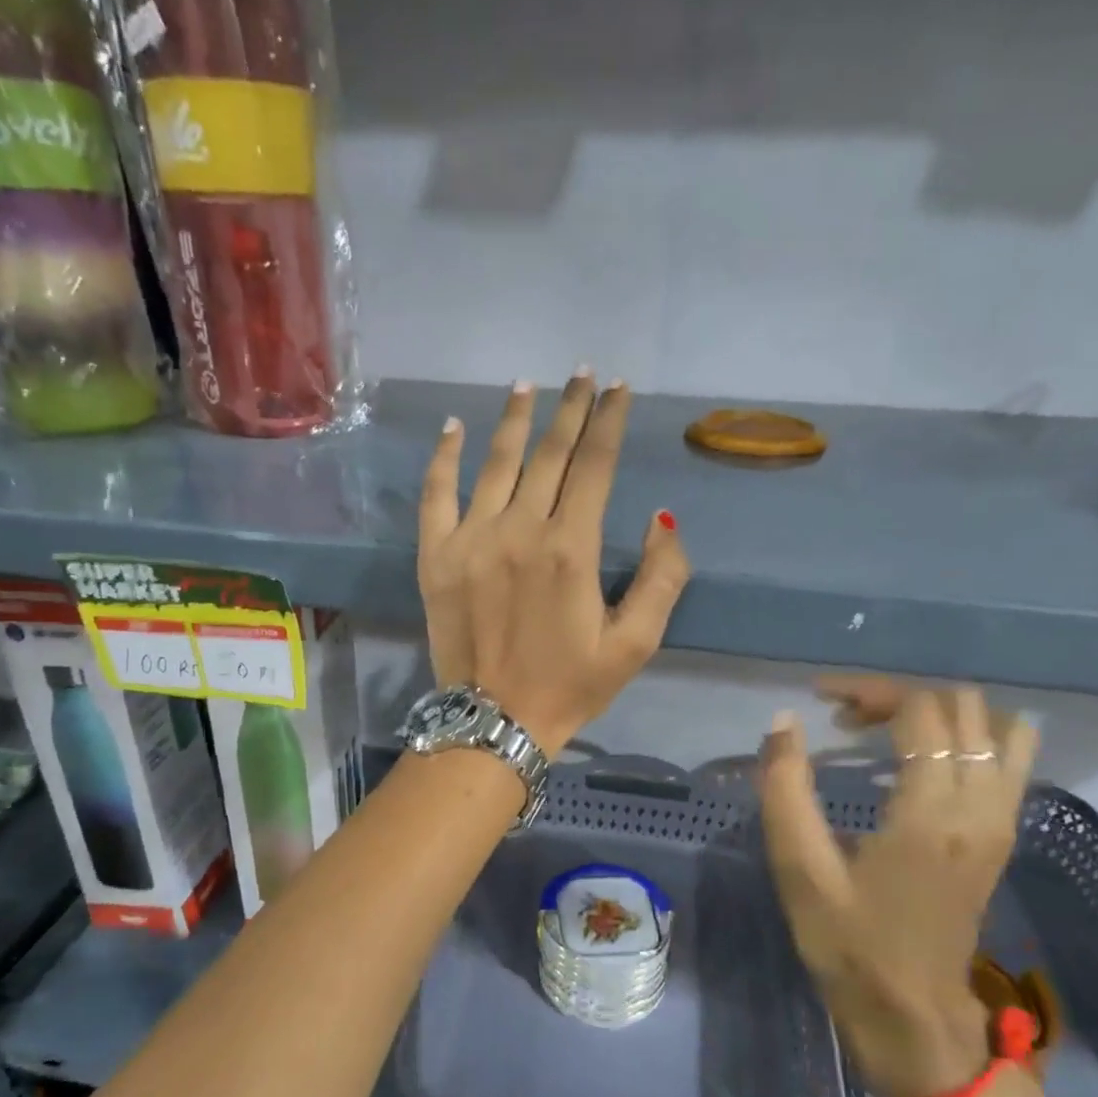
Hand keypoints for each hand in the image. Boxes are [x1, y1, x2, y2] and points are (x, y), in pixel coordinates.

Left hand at [417, 372, 689, 756]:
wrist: (494, 722)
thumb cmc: (570, 686)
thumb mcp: (636, 644)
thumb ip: (661, 578)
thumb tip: (660, 519)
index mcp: (571, 549)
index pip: (595, 465)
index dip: (610, 422)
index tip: (619, 389)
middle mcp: (520, 530)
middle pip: (550, 453)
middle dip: (571, 409)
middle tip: (583, 374)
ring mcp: (471, 539)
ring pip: (496, 462)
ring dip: (515, 420)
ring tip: (529, 385)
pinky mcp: (436, 556)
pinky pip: (437, 494)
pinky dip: (445, 458)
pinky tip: (454, 427)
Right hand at [759, 677, 1038, 1096]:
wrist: (916, 1020)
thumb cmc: (850, 947)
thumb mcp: (800, 871)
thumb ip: (786, 790)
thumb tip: (784, 722)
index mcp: (931, 814)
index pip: (919, 711)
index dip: (868, 691)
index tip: (821, 700)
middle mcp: (981, 807)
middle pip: (961, 707)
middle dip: (900, 696)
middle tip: (847, 719)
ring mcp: (1002, 821)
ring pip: (998, 726)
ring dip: (941, 712)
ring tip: (889, 729)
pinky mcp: (1004, 835)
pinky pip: (1010, 758)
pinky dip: (973, 736)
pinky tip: (927, 754)